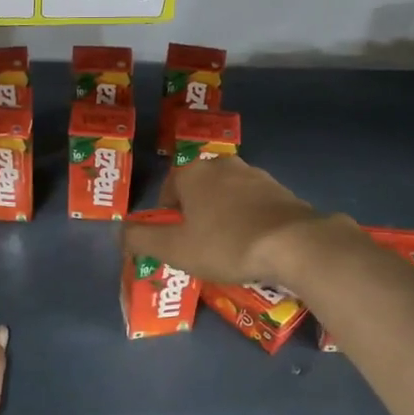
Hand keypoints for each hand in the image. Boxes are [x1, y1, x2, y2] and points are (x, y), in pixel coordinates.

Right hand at [121, 155, 331, 286]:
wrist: (293, 243)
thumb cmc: (226, 244)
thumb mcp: (175, 249)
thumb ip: (141, 239)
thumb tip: (120, 232)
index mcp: (193, 173)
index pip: (169, 188)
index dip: (167, 215)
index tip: (175, 240)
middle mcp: (223, 165)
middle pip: (199, 189)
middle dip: (196, 214)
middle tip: (199, 245)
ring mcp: (256, 175)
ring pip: (228, 195)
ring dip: (224, 216)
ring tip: (228, 247)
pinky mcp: (281, 190)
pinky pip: (254, 204)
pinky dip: (249, 220)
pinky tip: (255, 244)